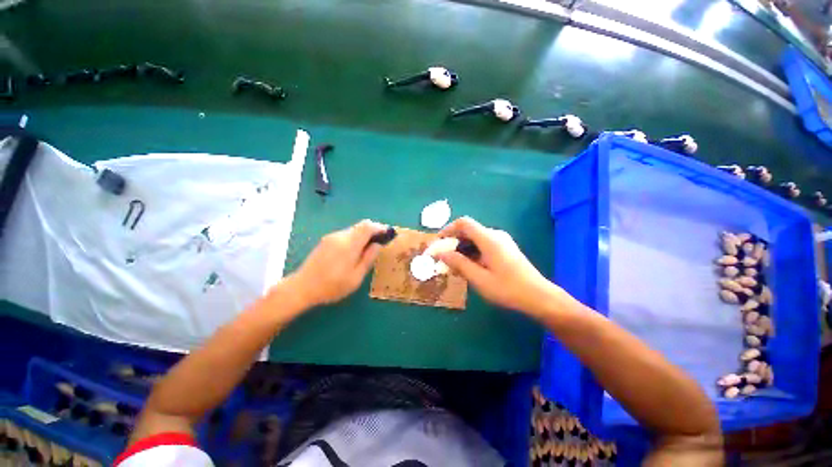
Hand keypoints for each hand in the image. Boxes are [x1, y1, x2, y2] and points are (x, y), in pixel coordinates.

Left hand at [288, 220, 386, 306]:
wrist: (302, 287)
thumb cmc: (332, 286)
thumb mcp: (356, 277)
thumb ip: (368, 258)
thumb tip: (377, 244)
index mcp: (349, 244)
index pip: (367, 226)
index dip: (379, 227)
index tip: (388, 233)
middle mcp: (340, 236)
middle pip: (361, 225)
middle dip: (373, 230)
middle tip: (381, 241)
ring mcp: (331, 237)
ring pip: (353, 230)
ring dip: (364, 235)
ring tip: (369, 248)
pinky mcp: (326, 241)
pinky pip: (345, 235)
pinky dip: (355, 238)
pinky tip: (355, 251)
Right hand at [435, 217, 553, 313]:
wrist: (539, 297)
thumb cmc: (508, 289)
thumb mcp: (479, 278)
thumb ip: (458, 263)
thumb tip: (441, 253)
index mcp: (489, 239)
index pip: (464, 223)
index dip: (448, 229)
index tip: (438, 243)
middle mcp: (495, 235)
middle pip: (469, 231)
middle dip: (453, 242)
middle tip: (443, 258)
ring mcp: (501, 241)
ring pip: (475, 239)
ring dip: (462, 249)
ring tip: (453, 266)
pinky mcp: (504, 249)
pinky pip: (483, 245)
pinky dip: (471, 252)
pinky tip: (468, 267)